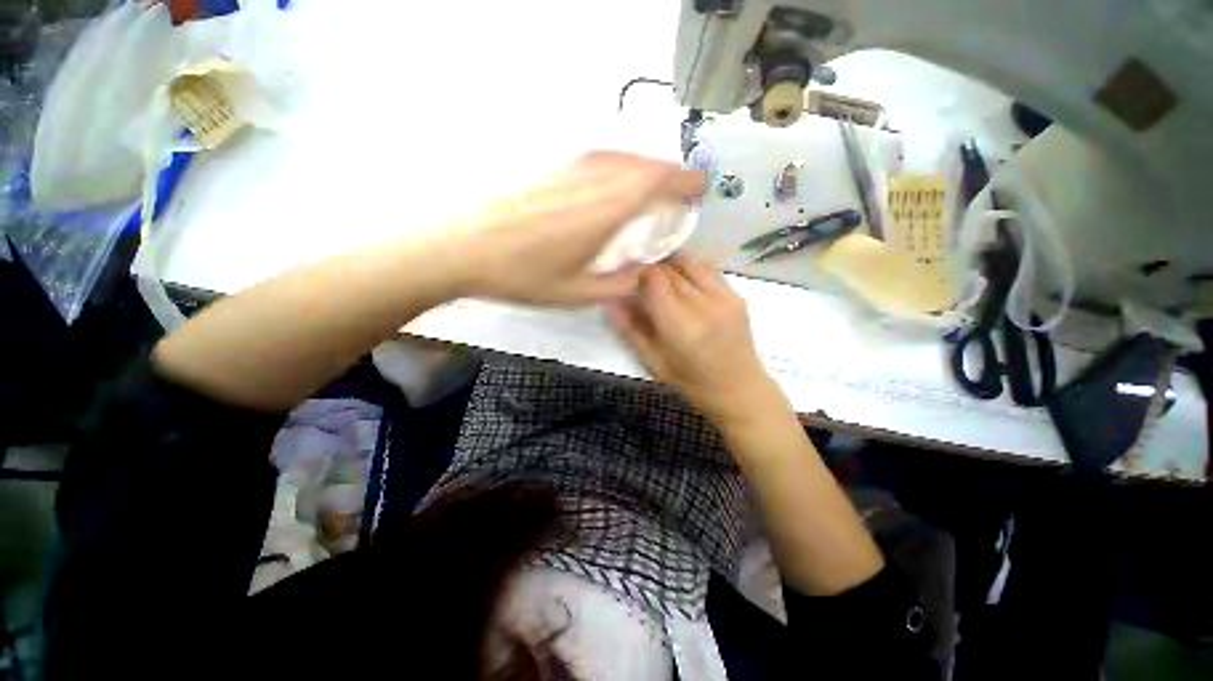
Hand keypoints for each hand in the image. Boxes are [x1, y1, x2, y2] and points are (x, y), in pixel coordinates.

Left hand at [458, 152, 702, 305]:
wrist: (464, 248)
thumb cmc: (522, 276)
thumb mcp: (576, 294)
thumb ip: (618, 285)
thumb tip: (641, 275)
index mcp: (604, 211)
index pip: (656, 182)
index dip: (683, 181)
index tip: (699, 188)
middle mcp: (592, 181)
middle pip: (642, 164)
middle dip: (669, 175)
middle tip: (679, 194)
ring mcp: (569, 170)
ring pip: (620, 157)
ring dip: (645, 168)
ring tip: (653, 188)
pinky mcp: (551, 170)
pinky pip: (598, 160)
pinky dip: (619, 166)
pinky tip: (615, 183)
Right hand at [608, 254, 785, 424]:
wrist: (739, 390)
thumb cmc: (691, 382)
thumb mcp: (653, 361)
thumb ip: (630, 329)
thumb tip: (609, 301)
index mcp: (679, 324)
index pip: (653, 278)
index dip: (638, 275)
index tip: (630, 284)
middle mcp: (702, 304)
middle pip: (670, 269)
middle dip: (653, 272)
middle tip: (644, 285)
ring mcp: (724, 297)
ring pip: (690, 263)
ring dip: (672, 266)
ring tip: (664, 281)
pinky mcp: (737, 296)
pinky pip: (709, 270)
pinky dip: (692, 271)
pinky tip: (686, 284)